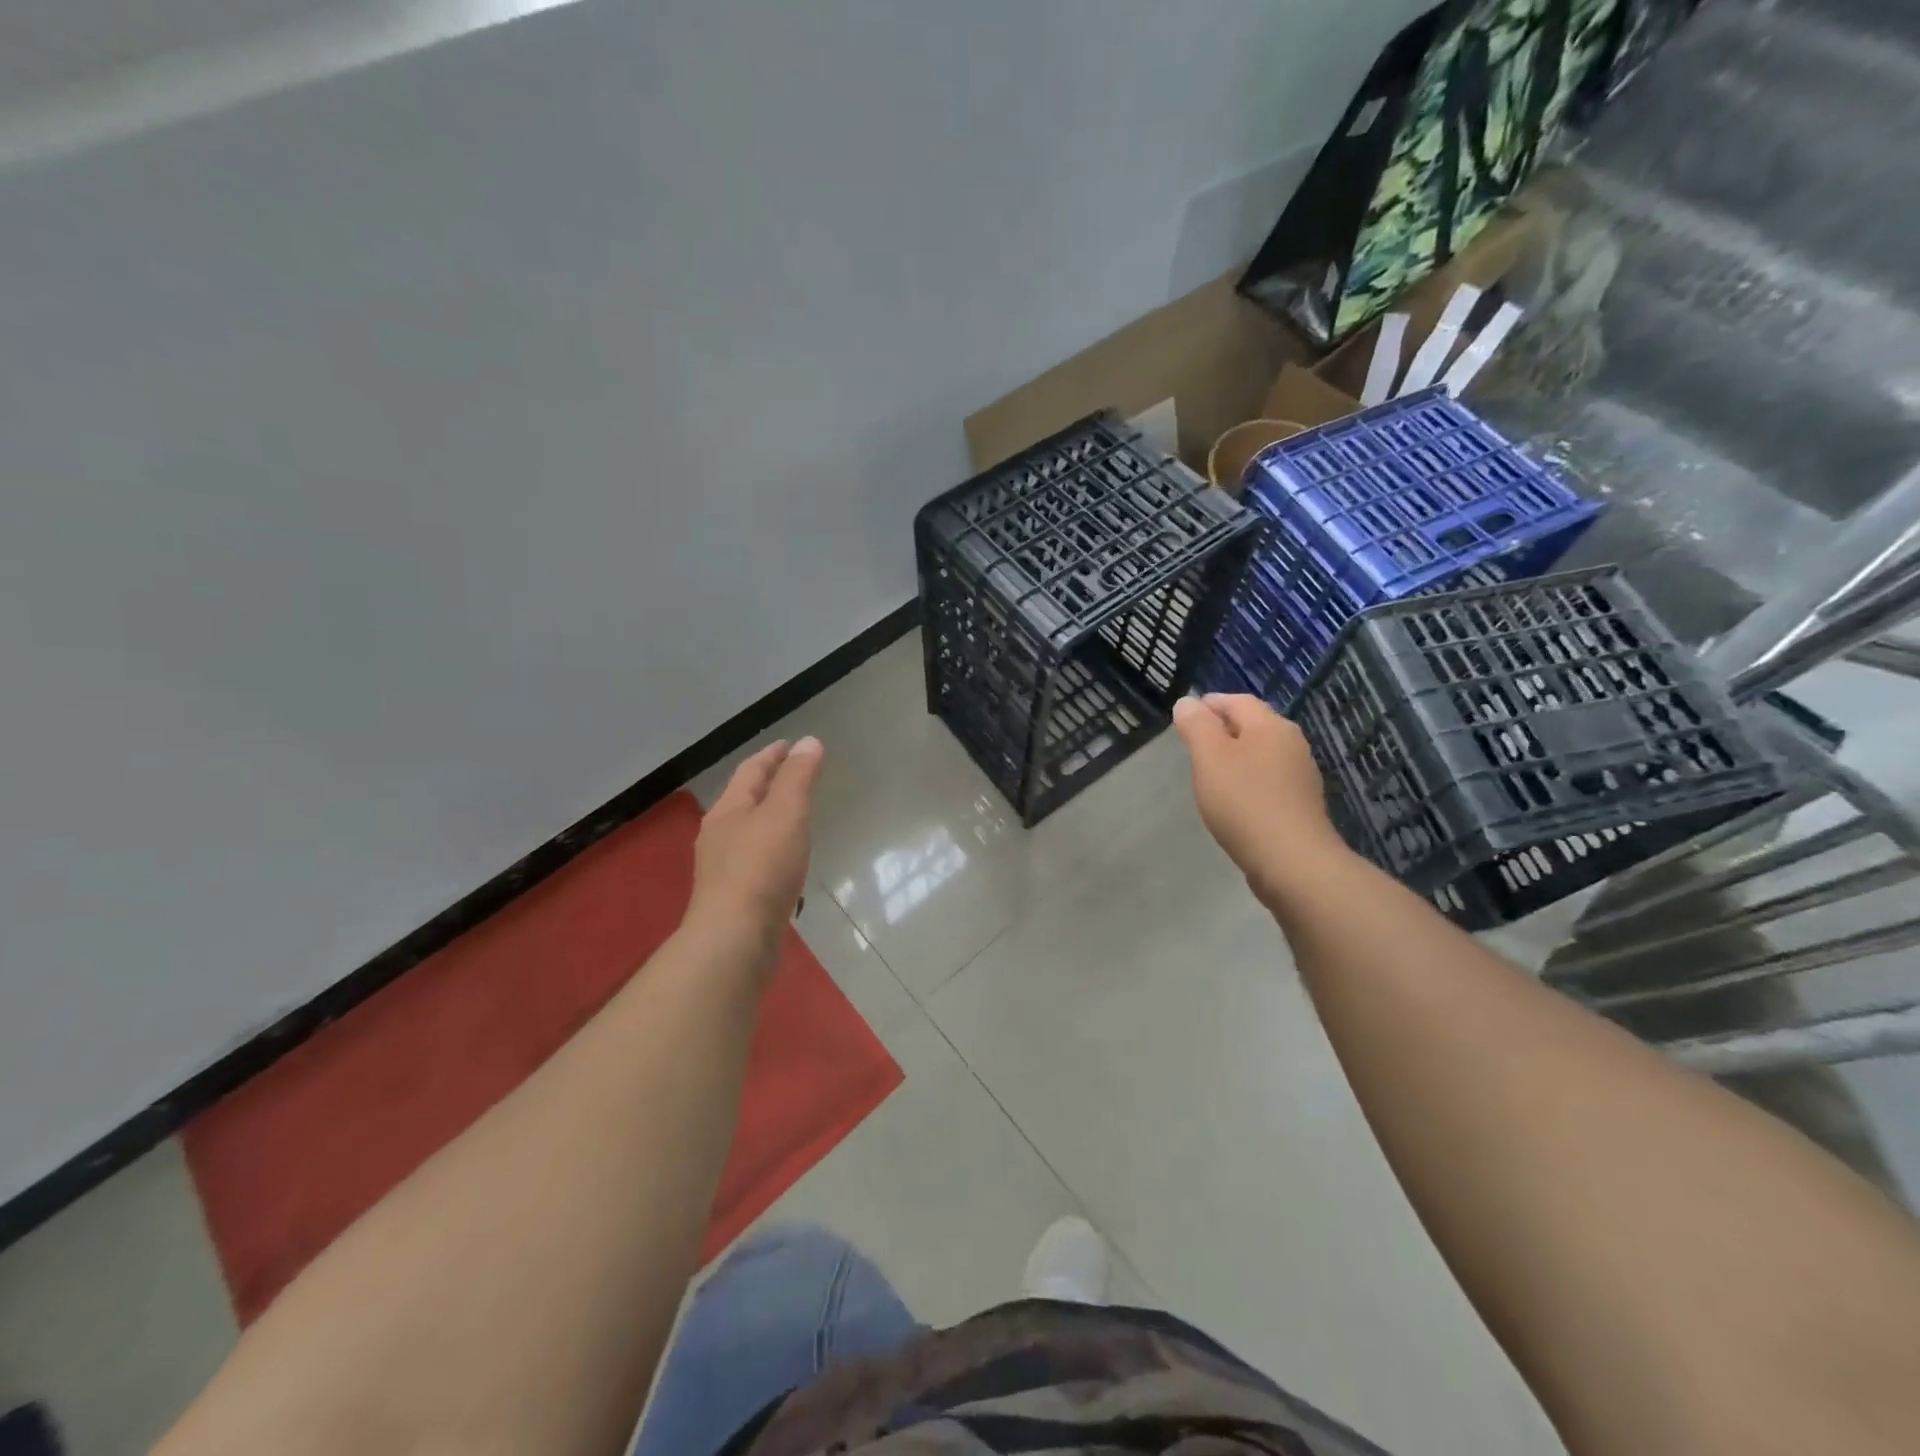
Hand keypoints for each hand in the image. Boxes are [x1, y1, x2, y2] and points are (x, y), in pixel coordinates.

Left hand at [688, 737, 823, 955]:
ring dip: (769, 818)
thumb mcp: (786, 813)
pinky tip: (785, 862)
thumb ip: (798, 778)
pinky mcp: (733, 897)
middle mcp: (718, 835)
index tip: (791, 744)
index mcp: (728, 810)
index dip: (772, 755)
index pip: (751, 771)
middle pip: (744, 800)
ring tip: (794, 817)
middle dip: (768, 785)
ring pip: (747, 831)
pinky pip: (754, 860)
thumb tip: (808, 742)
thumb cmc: (762, 868)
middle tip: (795, 776)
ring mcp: (722, 869)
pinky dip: (771, 849)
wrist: (735, 938)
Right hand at [1172, 693, 1346, 904]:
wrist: (1291, 861)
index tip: (1186, 716)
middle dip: (1223, 728)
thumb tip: (1187, 702)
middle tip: (1194, 743)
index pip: (1237, 701)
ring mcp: (1300, 776)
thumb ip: (1196, 726)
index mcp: (1270, 726)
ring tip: (1210, 772)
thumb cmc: (1244, 802)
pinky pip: (1269, 781)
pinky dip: (1248, 780)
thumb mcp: (1210, 757)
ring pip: (1262, 754)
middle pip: (1253, 725)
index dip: (1210, 704)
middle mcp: (1292, 744)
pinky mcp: (1300, 805)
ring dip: (1237, 756)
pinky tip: (1234, 800)